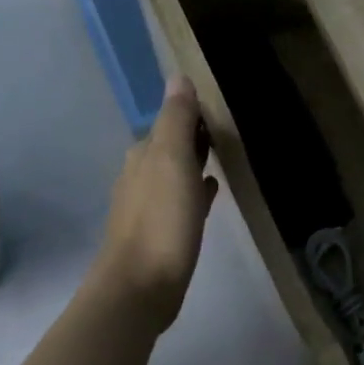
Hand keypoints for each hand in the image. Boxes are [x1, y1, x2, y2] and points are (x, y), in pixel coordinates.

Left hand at [90, 76, 218, 333]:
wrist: (141, 287)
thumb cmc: (161, 222)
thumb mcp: (172, 162)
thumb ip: (176, 121)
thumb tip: (177, 77)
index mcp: (142, 157)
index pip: (167, 124)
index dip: (190, 116)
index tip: (217, 111)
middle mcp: (139, 178)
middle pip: (168, 149)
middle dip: (191, 140)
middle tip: (224, 134)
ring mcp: (147, 209)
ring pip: (173, 176)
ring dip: (192, 166)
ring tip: (221, 162)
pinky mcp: (158, 236)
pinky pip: (179, 204)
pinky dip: (193, 194)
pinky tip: (209, 198)